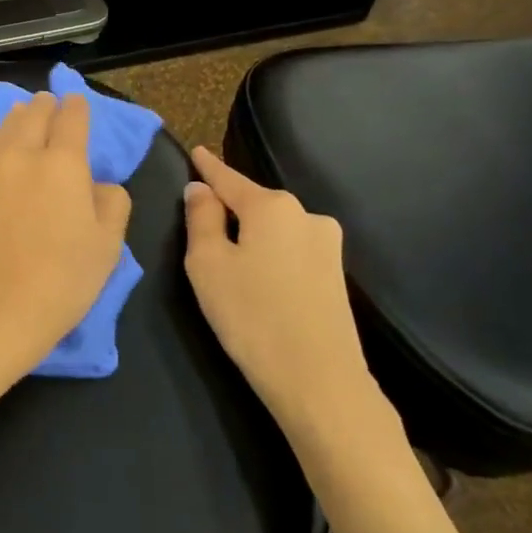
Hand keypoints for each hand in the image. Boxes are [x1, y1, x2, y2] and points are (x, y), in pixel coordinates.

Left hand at [0, 92, 131, 382]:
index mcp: (63, 163)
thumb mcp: (107, 246)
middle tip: (49, 103)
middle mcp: (22, 154)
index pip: (72, 119)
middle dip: (45, 106)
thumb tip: (100, 184)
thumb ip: (112, 204)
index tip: (77, 102)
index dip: (77, 107)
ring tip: (22, 117)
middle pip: (33, 115)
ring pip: (3, 128)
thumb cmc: (60, 279)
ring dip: (17, 118)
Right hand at [182, 146, 390, 446]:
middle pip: (254, 203)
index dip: (208, 167)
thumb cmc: (250, 316)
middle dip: (229, 206)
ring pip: (274, 228)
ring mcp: (327, 245)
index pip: (229, 178)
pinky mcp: (335, 275)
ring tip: (227, 258)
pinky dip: (269, 254)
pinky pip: (290, 250)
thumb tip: (201, 189)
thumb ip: (201, 219)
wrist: (319, 380)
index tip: (196, 151)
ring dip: (250, 234)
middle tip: (200, 220)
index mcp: (272, 207)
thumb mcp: (207, 264)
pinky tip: (258, 278)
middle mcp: (306, 215)